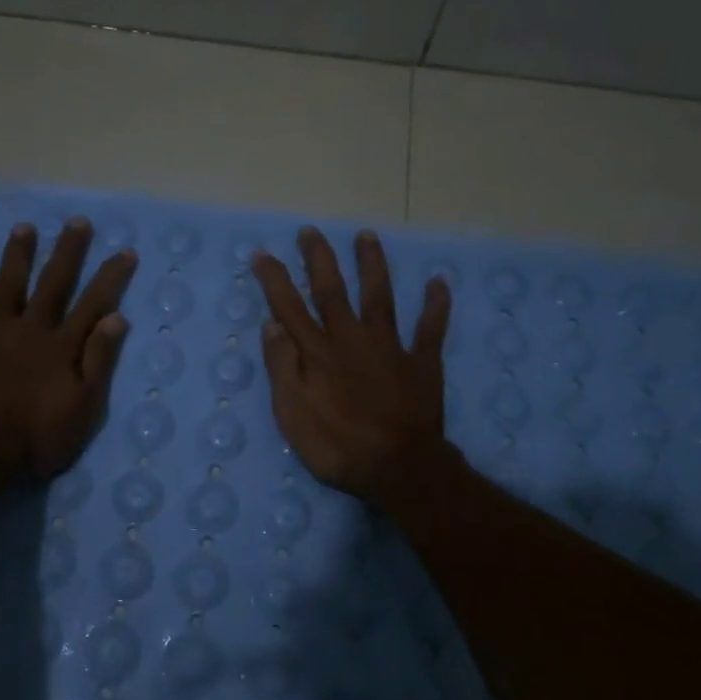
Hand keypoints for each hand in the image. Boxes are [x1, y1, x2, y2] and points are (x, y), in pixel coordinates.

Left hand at [0, 218, 137, 489]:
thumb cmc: (37, 437)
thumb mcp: (83, 409)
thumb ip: (99, 362)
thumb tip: (116, 317)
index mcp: (62, 347)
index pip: (93, 304)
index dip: (111, 277)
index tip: (126, 252)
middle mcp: (31, 329)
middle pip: (53, 284)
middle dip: (67, 252)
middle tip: (77, 222)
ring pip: (9, 285)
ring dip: (18, 255)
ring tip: (25, 227)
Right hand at [250, 226, 452, 507]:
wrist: (398, 468)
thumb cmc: (336, 446)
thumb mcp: (292, 414)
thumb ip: (282, 367)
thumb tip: (271, 325)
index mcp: (317, 353)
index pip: (289, 307)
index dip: (274, 279)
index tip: (262, 253)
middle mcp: (351, 338)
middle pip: (332, 290)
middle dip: (319, 259)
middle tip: (310, 231)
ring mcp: (390, 347)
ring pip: (379, 296)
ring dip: (372, 265)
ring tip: (367, 236)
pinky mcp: (422, 362)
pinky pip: (431, 327)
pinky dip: (435, 304)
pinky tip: (438, 282)